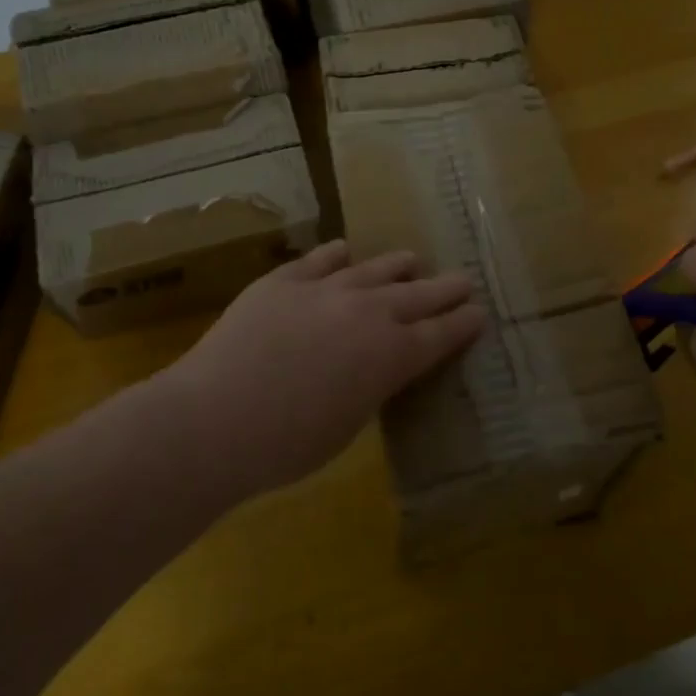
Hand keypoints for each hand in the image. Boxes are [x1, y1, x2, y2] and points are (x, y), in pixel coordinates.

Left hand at [158, 240, 485, 500]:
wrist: (215, 418)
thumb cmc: (288, 444)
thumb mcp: (349, 424)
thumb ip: (372, 386)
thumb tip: (375, 367)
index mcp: (392, 356)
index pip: (442, 333)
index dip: (464, 322)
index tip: (479, 312)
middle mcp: (369, 312)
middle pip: (419, 294)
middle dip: (446, 288)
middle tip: (463, 281)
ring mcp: (325, 289)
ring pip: (374, 268)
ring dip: (398, 266)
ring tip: (411, 260)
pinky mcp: (284, 280)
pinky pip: (320, 259)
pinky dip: (338, 255)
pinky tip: (344, 250)